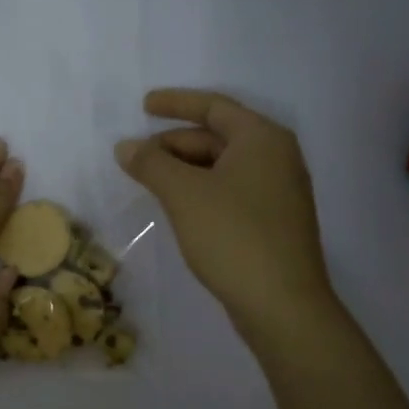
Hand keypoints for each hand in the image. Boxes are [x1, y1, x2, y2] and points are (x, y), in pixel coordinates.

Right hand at [115, 89, 337, 337]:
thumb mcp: (184, 194)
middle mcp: (277, 157)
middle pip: (217, 137)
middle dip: (174, 143)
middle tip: (137, 158)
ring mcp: (279, 191)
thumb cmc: (234, 236)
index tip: (143, 105)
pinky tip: (178, 207)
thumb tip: (126, 146)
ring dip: (184, 169)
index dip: (175, 103)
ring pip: (222, 166)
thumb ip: (151, 164)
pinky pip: (230, 190)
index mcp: (262, 139)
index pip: (214, 106)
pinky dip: (201, 190)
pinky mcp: (274, 221)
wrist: (282, 305)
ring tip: (151, 182)